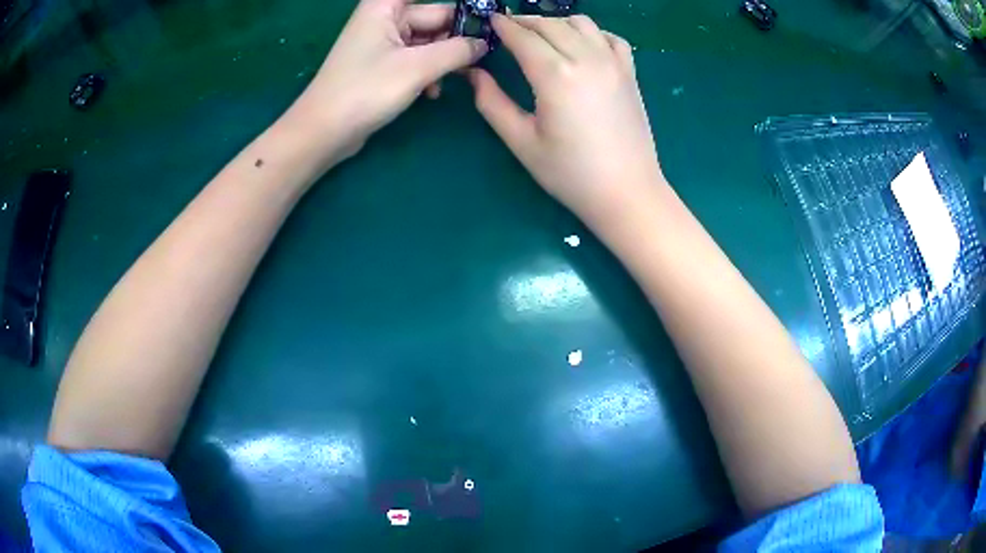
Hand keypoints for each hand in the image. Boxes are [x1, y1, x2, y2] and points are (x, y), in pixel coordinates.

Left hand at [288, 0, 487, 160]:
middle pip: (435, 18)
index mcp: (387, 6)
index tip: (486, 22)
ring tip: (450, 81)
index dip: (462, 9)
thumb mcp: (418, 68)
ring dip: (443, 60)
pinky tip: (431, 92)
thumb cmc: (365, 91)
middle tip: (479, 59)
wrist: (323, 132)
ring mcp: (383, 40)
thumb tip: (484, 44)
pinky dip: (427, 72)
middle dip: (455, 39)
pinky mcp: (382, 62)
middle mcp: (385, 17)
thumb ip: (458, 51)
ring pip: (429, 41)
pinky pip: (416, 58)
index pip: (437, 0)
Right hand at [468, 15, 662, 228]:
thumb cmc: (571, 174)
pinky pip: (611, 37)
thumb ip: (492, 103)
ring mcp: (613, 63)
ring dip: (557, 22)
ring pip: (581, 23)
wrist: (627, 193)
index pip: (522, 36)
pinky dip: (593, 33)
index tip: (489, 20)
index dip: (503, 25)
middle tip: (508, 28)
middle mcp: (586, 58)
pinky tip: (582, 46)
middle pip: (550, 24)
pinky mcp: (630, 73)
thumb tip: (473, 74)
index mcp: (554, 75)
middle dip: (525, 21)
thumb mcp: (522, 142)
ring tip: (542, 36)